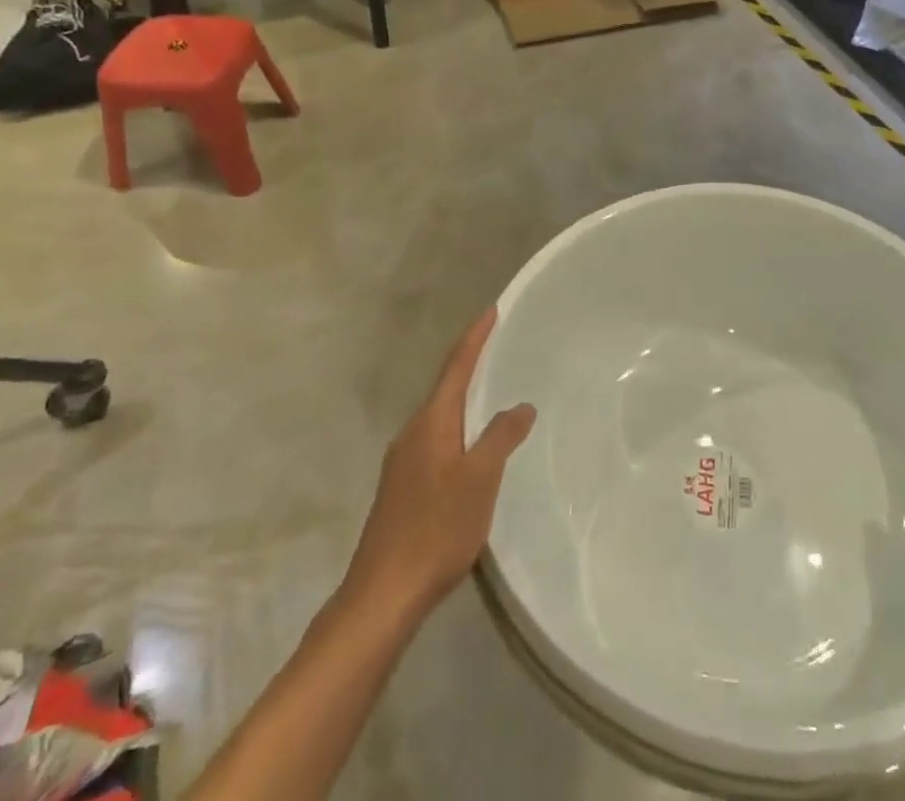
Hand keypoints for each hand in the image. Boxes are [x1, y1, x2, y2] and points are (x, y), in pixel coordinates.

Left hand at [344, 310, 535, 621]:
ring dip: (464, 399)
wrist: (382, 594)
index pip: (456, 367)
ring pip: (440, 416)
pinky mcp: (402, 487)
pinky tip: (472, 448)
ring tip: (491, 391)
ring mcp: (403, 461)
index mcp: (431, 422)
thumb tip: (521, 406)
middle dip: (470, 364)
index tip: (491, 311)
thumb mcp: (480, 480)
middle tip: (498, 346)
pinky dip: (458, 428)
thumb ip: (501, 438)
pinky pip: (436, 440)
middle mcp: (412, 433)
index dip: (475, 338)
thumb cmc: (436, 529)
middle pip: (445, 387)